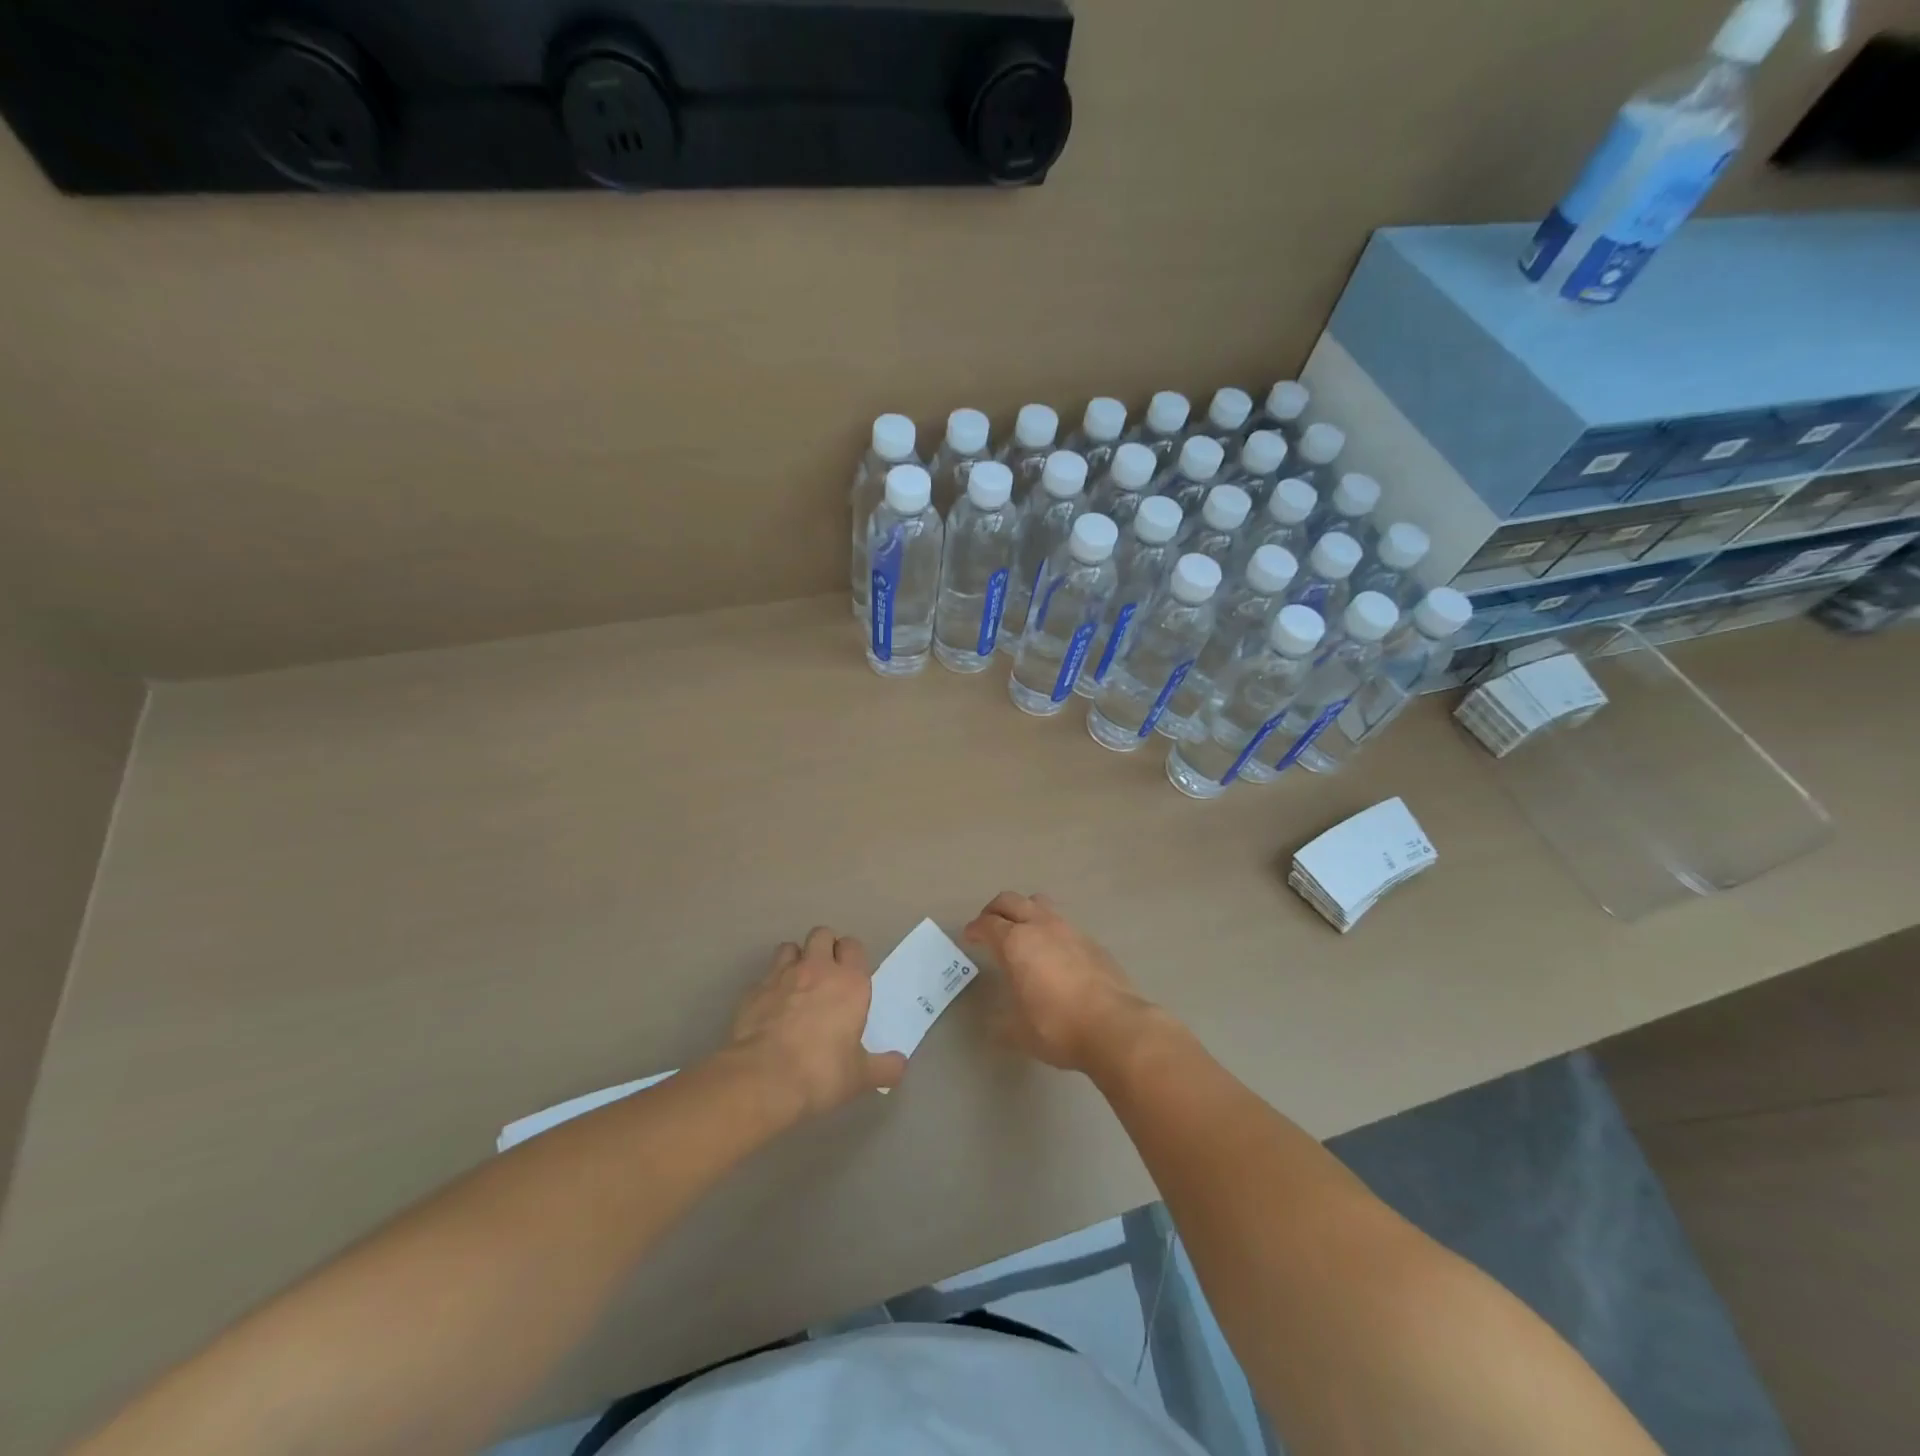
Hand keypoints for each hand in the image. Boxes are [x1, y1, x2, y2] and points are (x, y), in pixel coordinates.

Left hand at [726, 926, 906, 1118]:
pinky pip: (764, 977)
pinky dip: (770, 986)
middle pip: (821, 934)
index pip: (853, 946)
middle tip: (826, 974)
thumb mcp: (860, 1076)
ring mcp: (781, 976)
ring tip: (796, 984)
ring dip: (795, 960)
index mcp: (849, 982)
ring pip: (789, 947)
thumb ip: (884, 1068)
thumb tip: (901, 1065)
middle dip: (824, 947)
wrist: (763, 1079)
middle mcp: (817, 969)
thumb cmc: (821, 1072)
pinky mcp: (753, 991)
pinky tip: (770, 1009)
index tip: (850, 973)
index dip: (851, 955)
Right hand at [963, 892, 1154, 1072]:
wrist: (1115, 1026)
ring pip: (1040, 904)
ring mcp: (1069, 930)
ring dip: (1025, 911)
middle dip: (995, 909)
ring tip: (1021, 931)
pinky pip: (1063, 923)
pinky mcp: (1092, 941)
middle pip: (1011, 901)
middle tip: (988, 926)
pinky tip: (1053, 952)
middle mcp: (1041, 927)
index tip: (970, 937)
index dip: (975, 929)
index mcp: (1016, 943)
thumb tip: (995, 1022)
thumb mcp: (1019, 1031)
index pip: (988, 924)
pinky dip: (1050, 929)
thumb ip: (1003, 1020)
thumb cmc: (1057, 1027)